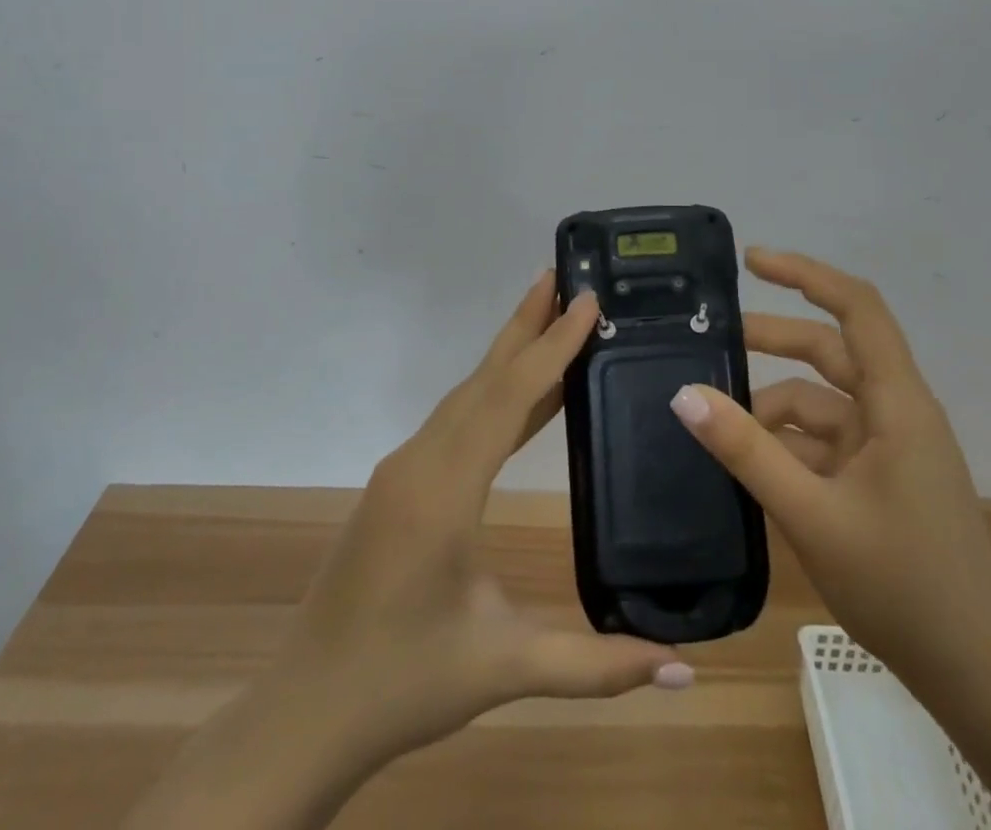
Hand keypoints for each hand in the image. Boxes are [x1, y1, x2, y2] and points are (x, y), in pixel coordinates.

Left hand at [291, 271, 688, 761]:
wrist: (305, 713)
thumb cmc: (404, 683)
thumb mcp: (504, 666)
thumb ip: (597, 664)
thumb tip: (685, 667)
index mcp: (444, 490)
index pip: (508, 397)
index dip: (552, 345)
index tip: (587, 300)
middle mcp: (420, 461)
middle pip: (483, 378)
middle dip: (526, 325)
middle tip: (565, 278)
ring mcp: (403, 469)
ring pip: (466, 396)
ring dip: (510, 355)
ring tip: (553, 321)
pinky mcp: (399, 484)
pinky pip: (455, 422)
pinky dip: (494, 395)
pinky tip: (525, 400)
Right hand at [670, 248, 990, 696]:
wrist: (978, 677)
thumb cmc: (903, 586)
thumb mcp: (812, 515)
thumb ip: (747, 451)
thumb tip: (686, 395)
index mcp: (897, 402)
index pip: (856, 308)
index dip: (806, 273)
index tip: (752, 261)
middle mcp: (897, 411)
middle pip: (830, 351)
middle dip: (771, 341)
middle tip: (712, 340)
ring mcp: (891, 447)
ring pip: (822, 401)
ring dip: (772, 407)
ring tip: (716, 423)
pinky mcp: (883, 478)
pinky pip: (827, 441)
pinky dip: (788, 444)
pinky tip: (749, 465)